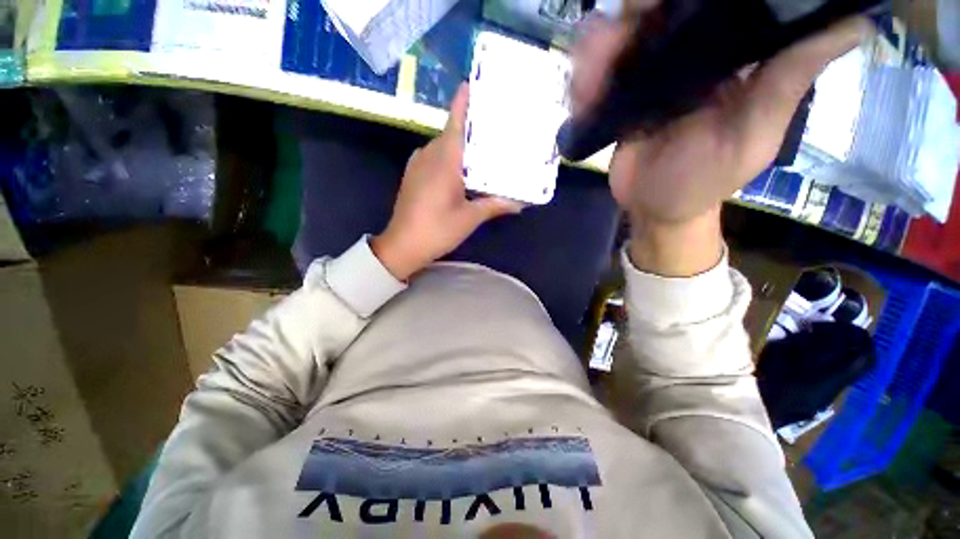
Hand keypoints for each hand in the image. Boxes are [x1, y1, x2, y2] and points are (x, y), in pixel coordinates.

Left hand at [372, 84, 522, 280]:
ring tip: (482, 148)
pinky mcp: (413, 175)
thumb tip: (520, 204)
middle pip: (451, 132)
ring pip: (443, 146)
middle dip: (471, 127)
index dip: (464, 101)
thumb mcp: (469, 218)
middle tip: (494, 127)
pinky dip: (450, 157)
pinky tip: (462, 169)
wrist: (402, 245)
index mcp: (444, 160)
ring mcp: (417, 164)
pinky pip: (434, 157)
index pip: (455, 121)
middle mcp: (428, 154)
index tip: (475, 84)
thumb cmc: (437, 230)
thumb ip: (494, 205)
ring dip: (461, 145)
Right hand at [573, 12, 866, 274]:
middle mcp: (690, 52)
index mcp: (732, 52)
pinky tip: (582, 97)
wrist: (656, 208)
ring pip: (618, 36)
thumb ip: (788, 83)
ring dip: (598, 50)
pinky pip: (596, 75)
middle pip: (657, 8)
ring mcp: (649, 75)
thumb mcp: (754, 136)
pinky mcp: (619, 98)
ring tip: (590, 83)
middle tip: (614, 43)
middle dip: (634, 14)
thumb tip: (854, 22)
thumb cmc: (705, 180)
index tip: (664, 0)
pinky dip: (583, 79)